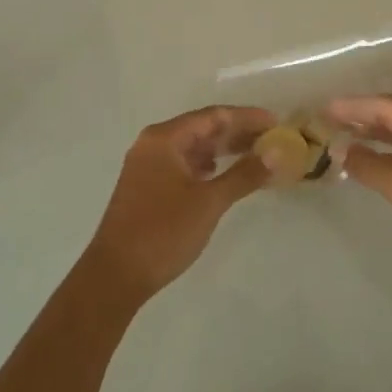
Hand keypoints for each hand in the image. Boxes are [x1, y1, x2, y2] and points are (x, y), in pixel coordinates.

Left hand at [84, 105, 273, 301]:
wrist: (115, 276)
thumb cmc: (163, 232)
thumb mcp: (209, 202)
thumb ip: (244, 174)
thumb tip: (277, 152)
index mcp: (164, 138)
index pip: (214, 116)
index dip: (247, 117)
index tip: (276, 123)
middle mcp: (153, 144)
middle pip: (202, 128)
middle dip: (237, 133)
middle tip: (271, 140)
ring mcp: (147, 165)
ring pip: (192, 147)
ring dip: (222, 150)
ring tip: (254, 156)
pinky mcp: (146, 186)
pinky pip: (183, 164)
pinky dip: (206, 166)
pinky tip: (221, 174)